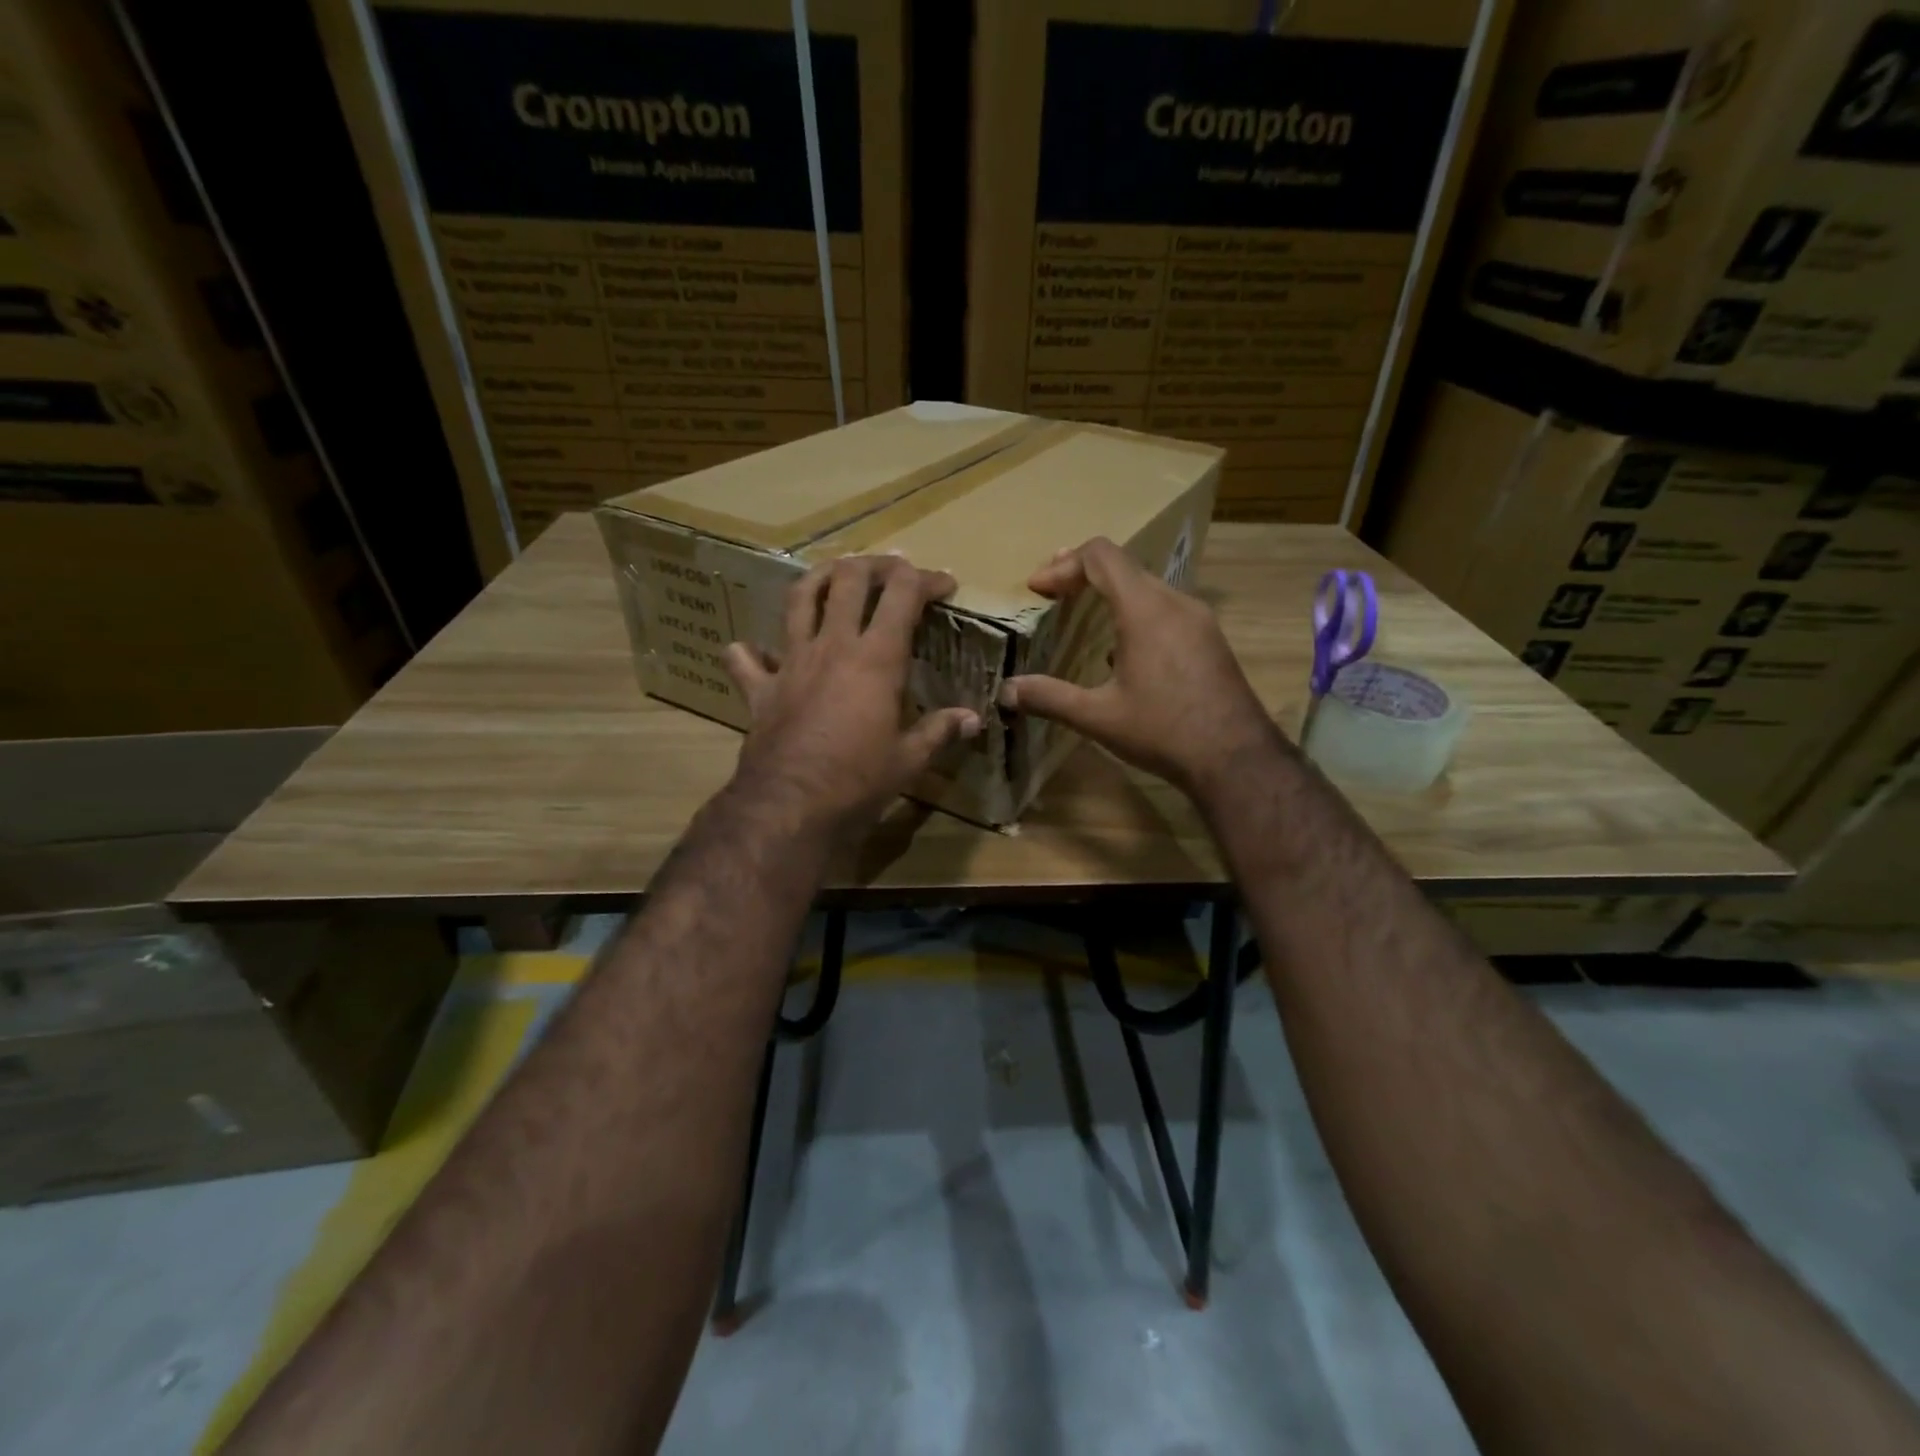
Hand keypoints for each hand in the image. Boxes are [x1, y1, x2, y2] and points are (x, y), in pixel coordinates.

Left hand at [723, 555, 981, 837]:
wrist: (789, 806)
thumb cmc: (858, 782)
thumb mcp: (908, 760)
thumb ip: (939, 732)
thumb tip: (973, 720)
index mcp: (876, 659)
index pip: (903, 594)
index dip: (927, 579)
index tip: (945, 583)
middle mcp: (833, 646)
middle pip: (850, 580)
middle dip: (875, 565)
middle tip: (892, 570)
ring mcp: (792, 662)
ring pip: (800, 598)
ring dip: (820, 578)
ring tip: (835, 574)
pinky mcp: (761, 688)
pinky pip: (747, 660)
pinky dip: (749, 652)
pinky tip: (751, 649)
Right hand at [998, 537, 1275, 799]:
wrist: (1236, 758)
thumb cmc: (1163, 731)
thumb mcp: (1098, 717)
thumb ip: (1049, 697)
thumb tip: (1006, 691)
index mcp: (1144, 610)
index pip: (1101, 556)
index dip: (1063, 564)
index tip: (1038, 589)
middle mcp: (1175, 602)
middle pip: (1124, 566)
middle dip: (1082, 574)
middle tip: (1053, 594)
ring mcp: (1199, 619)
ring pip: (1147, 586)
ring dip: (1111, 593)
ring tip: (1083, 614)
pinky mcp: (1210, 639)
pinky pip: (1166, 607)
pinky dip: (1135, 611)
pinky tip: (1122, 649)